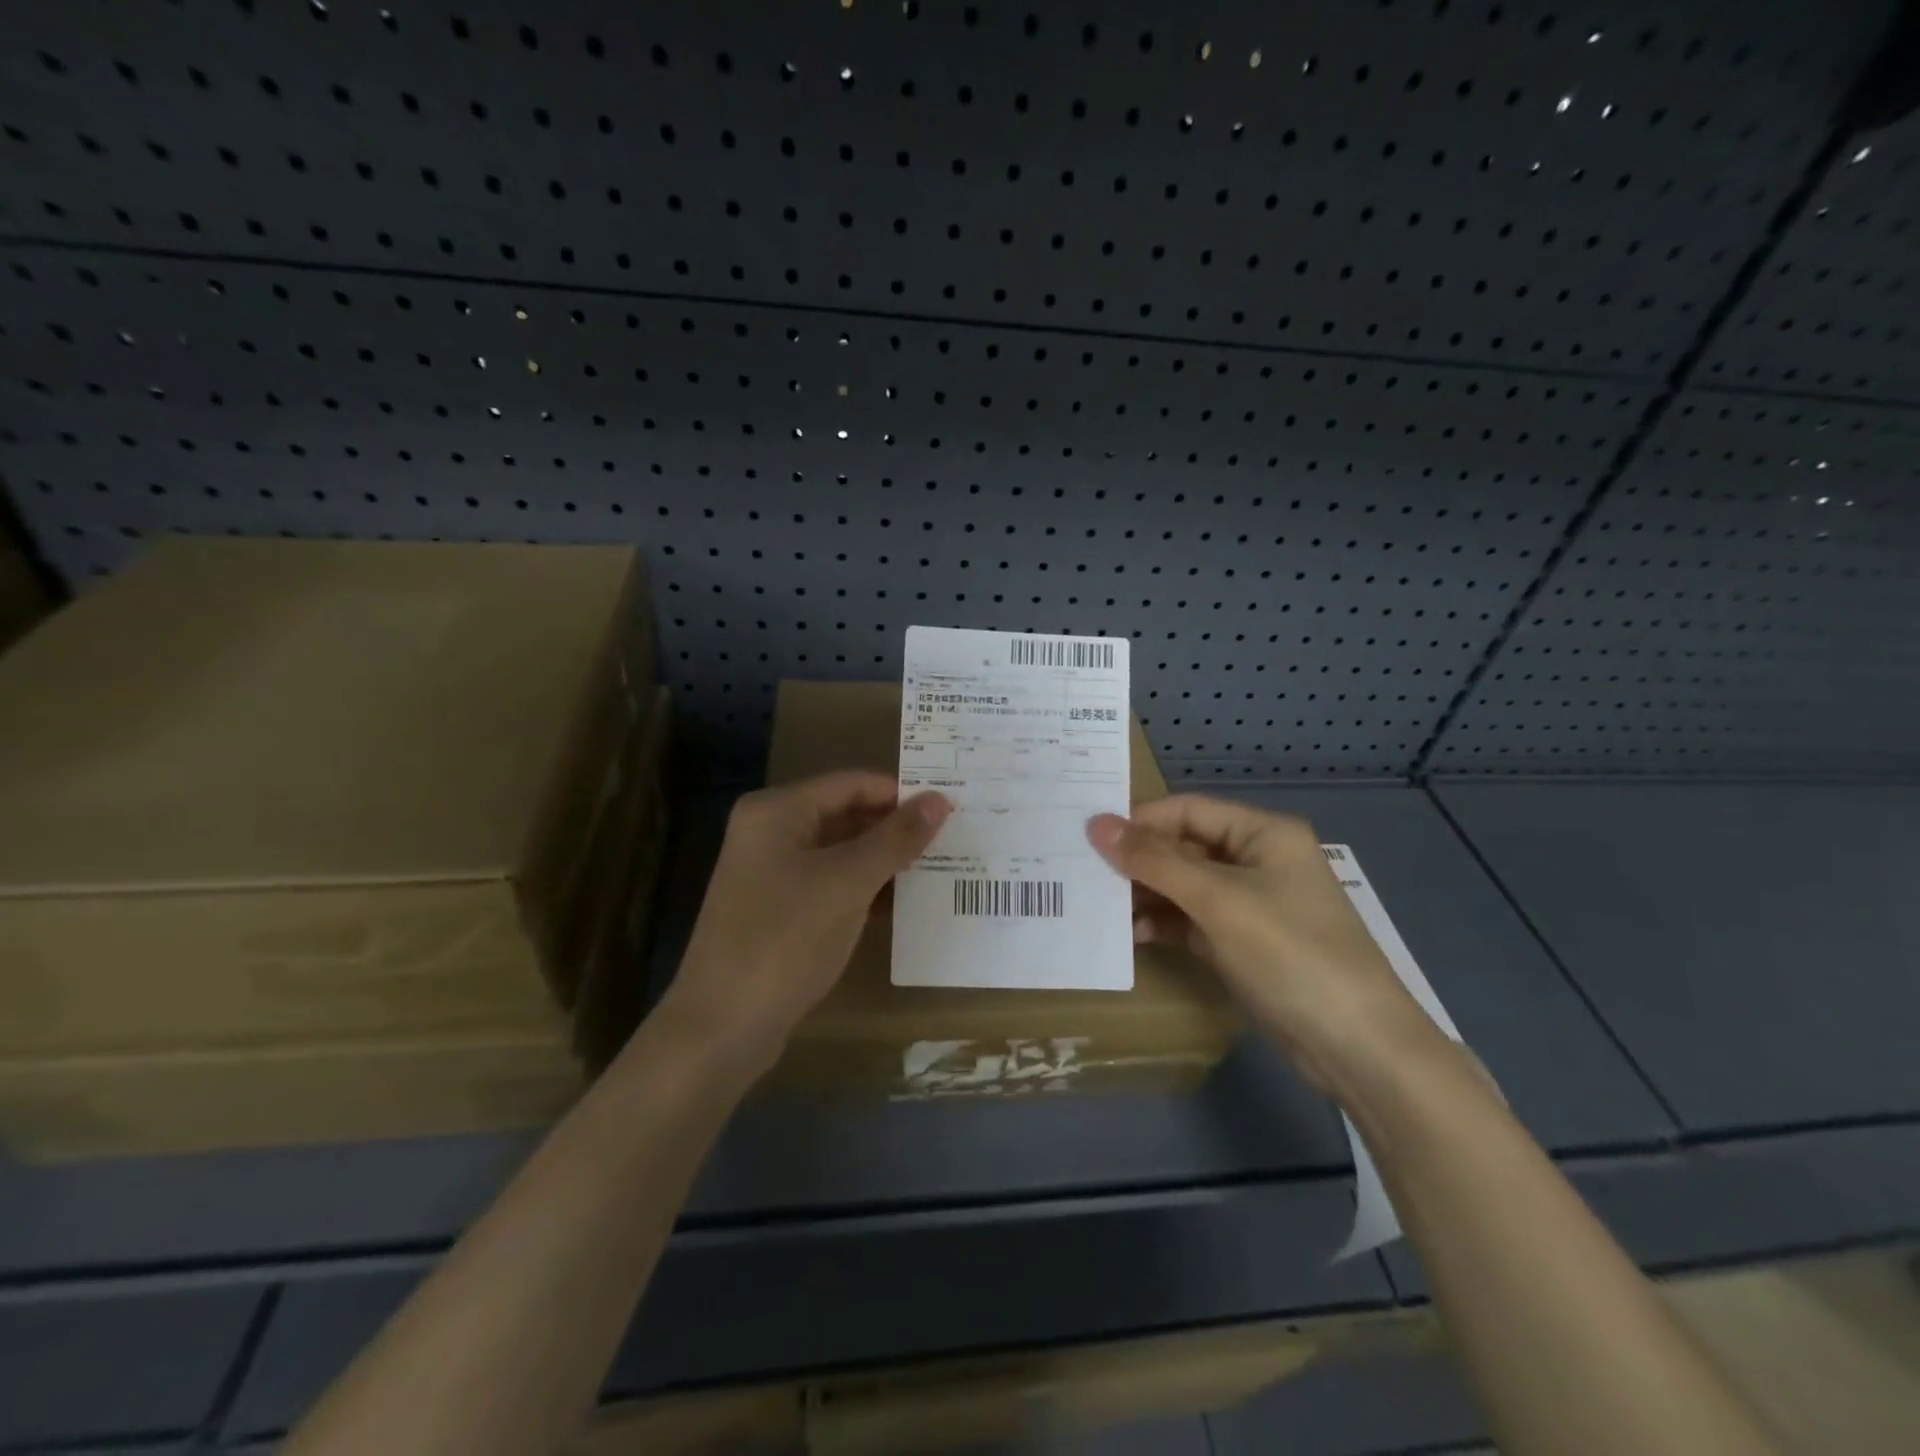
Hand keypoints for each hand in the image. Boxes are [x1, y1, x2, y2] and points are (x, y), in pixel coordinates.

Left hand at [655, 771, 951, 1077]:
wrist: (720, 1027)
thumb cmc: (784, 939)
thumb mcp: (847, 883)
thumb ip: (895, 839)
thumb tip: (939, 800)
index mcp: (777, 811)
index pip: (852, 784)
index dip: (901, 794)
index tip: (951, 809)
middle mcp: (770, 832)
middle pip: (846, 815)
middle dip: (895, 828)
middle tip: (953, 838)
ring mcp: (771, 873)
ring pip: (841, 853)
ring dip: (885, 860)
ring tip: (940, 867)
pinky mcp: (778, 910)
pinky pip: (831, 884)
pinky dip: (865, 888)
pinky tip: (905, 902)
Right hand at [1087, 797, 1437, 1091]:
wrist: (1357, 1047)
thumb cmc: (1290, 953)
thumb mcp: (1218, 900)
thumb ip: (1155, 861)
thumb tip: (1096, 824)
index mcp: (1262, 833)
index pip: (1187, 810)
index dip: (1139, 821)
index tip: (1088, 838)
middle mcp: (1257, 860)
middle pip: (1184, 847)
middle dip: (1138, 861)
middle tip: (1085, 874)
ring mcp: (1251, 905)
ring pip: (1184, 886)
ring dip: (1146, 895)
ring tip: (1101, 909)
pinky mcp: (1244, 943)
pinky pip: (1192, 921)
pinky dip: (1164, 924)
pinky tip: (1131, 936)